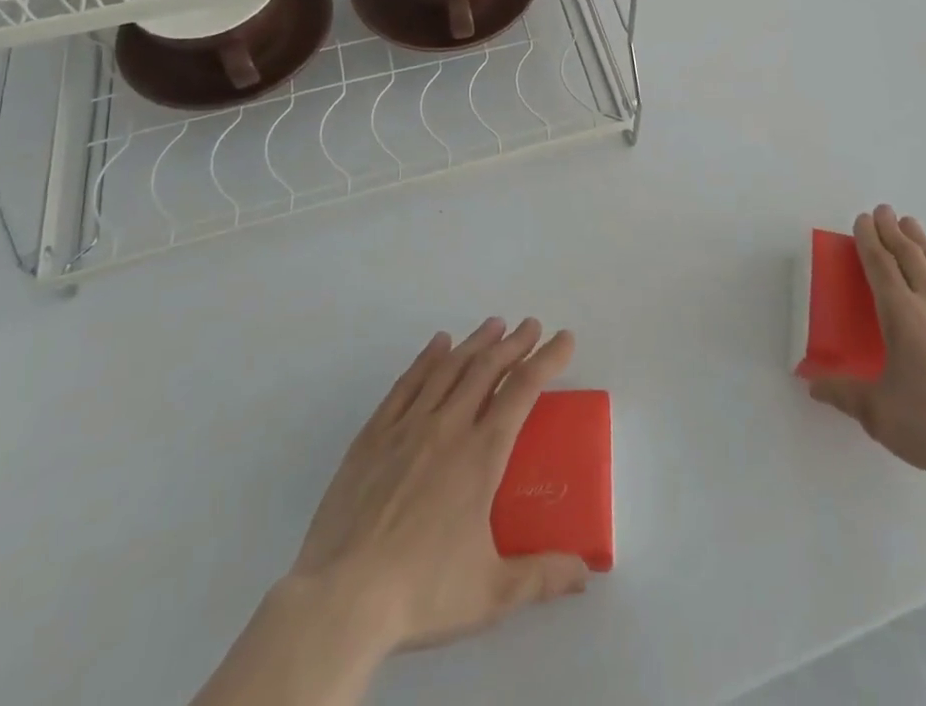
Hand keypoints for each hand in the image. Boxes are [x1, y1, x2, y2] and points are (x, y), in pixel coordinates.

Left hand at [289, 317, 588, 651]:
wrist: (340, 600)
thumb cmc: (421, 592)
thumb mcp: (491, 593)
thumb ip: (542, 577)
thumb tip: (584, 573)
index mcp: (481, 454)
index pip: (523, 391)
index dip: (547, 360)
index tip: (564, 339)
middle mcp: (448, 427)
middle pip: (486, 369)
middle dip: (514, 343)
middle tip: (531, 325)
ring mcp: (407, 428)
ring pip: (448, 369)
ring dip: (475, 342)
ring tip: (493, 324)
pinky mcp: (373, 437)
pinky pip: (406, 385)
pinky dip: (426, 359)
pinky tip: (437, 345)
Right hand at [809, 206, 925, 499]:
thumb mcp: (878, 412)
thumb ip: (843, 393)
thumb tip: (812, 385)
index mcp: (902, 316)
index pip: (880, 265)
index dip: (869, 240)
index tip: (863, 220)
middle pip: (909, 256)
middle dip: (892, 231)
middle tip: (883, 211)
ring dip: (921, 241)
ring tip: (910, 224)